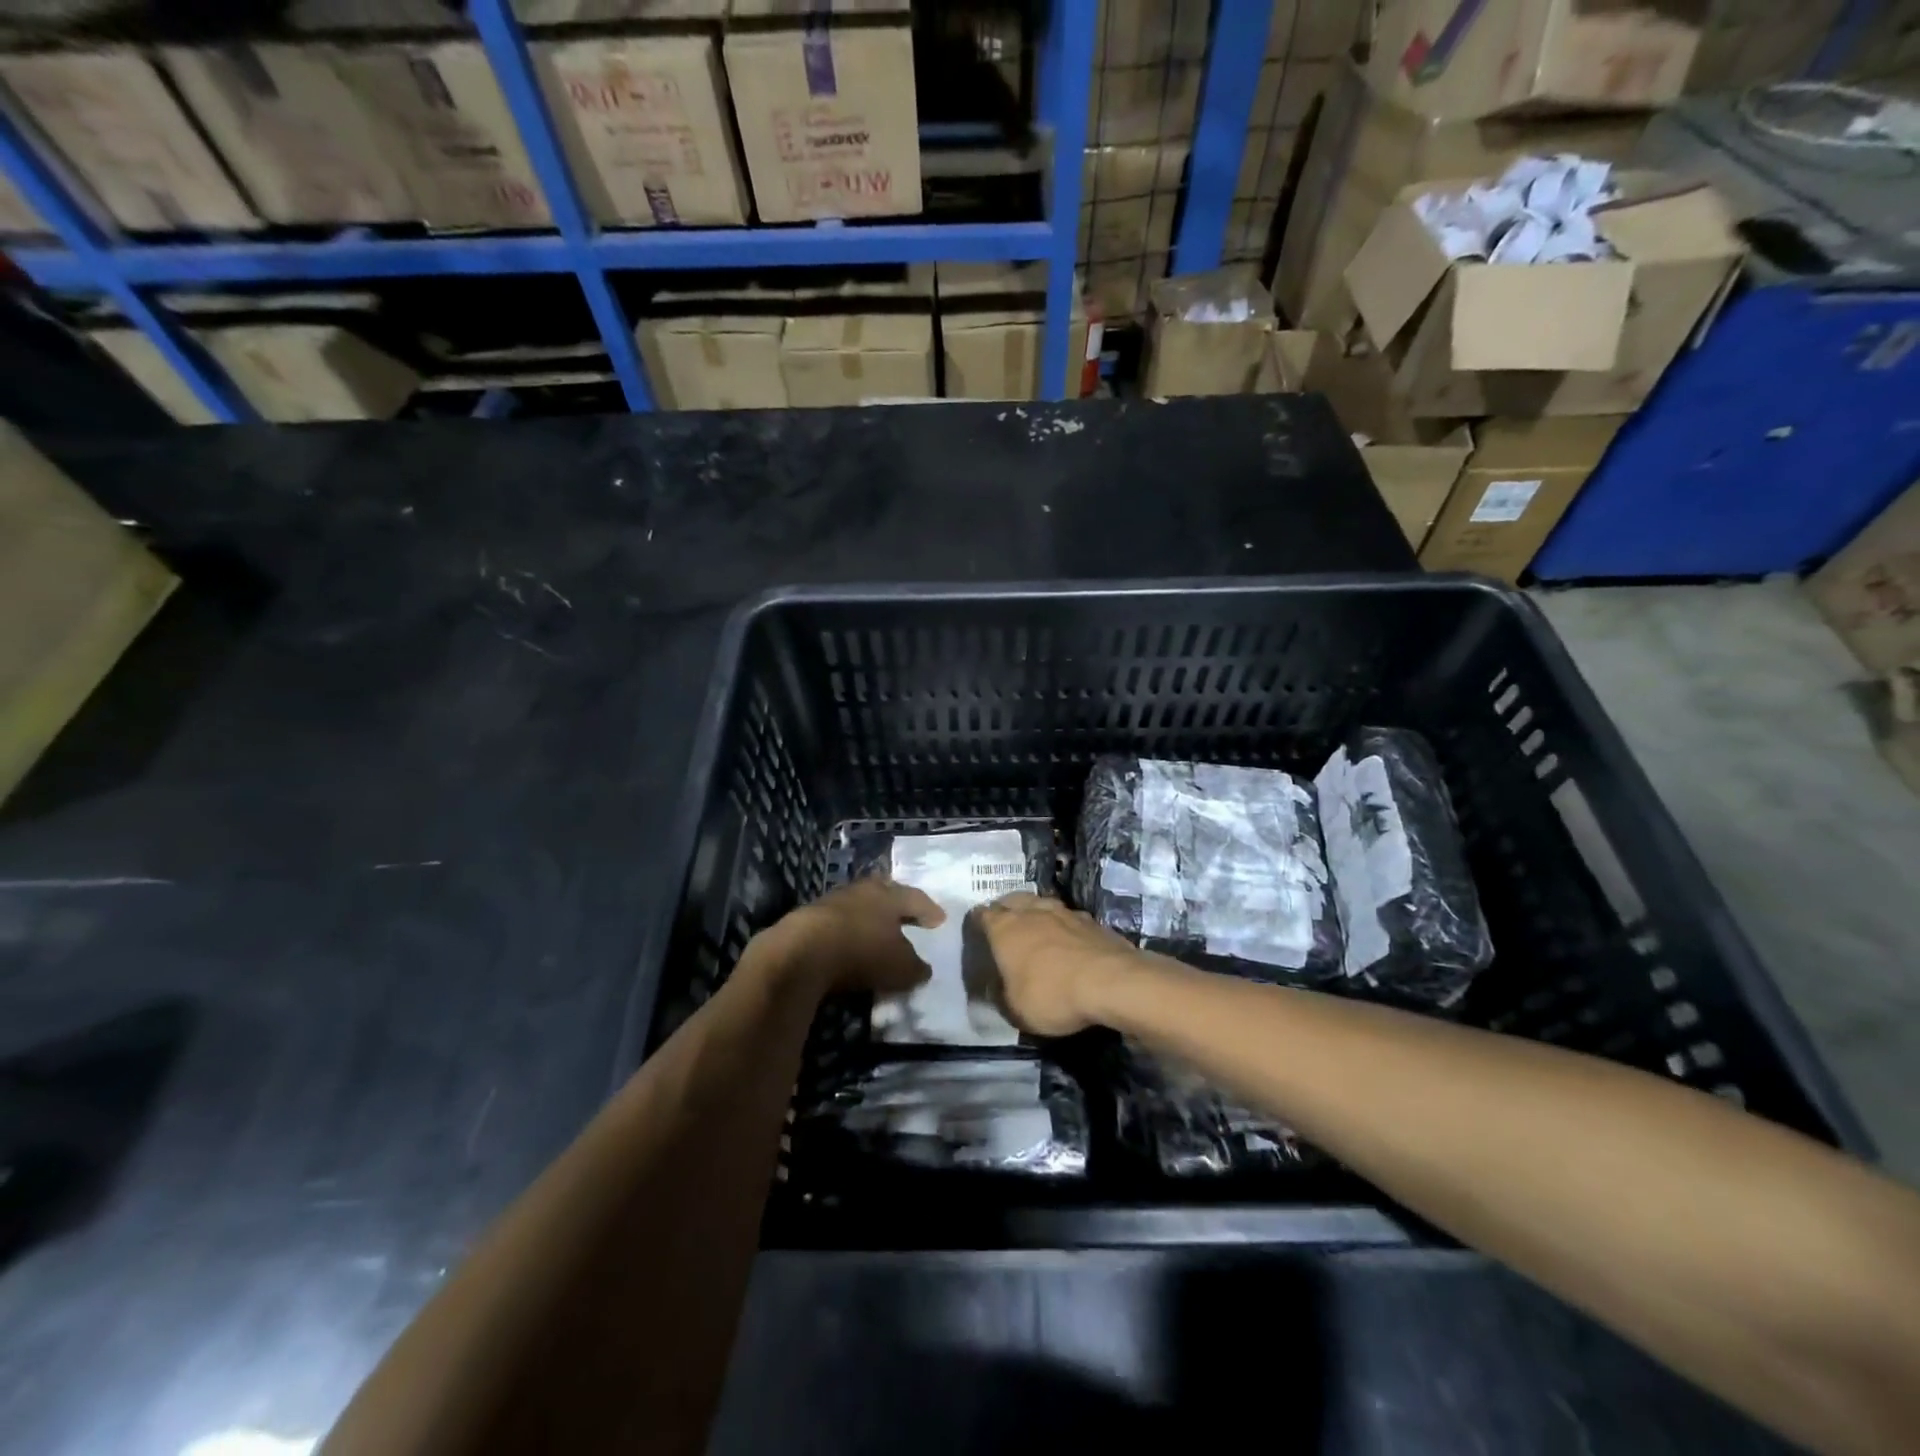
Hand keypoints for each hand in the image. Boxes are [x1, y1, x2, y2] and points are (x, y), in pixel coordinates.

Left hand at [763, 877, 944, 996]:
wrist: (802, 951)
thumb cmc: (862, 952)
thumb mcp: (899, 967)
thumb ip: (915, 968)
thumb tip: (923, 969)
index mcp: (889, 896)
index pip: (916, 898)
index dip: (929, 910)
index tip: (939, 920)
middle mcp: (863, 890)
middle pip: (884, 892)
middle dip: (896, 903)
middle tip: (907, 914)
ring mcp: (833, 900)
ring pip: (859, 904)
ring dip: (869, 917)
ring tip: (876, 931)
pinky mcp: (808, 916)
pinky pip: (837, 920)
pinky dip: (847, 930)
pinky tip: (848, 943)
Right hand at [970, 893, 1142, 1035]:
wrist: (1111, 982)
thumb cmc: (1052, 995)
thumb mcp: (1015, 1010)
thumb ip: (1000, 995)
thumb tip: (996, 987)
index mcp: (1005, 929)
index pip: (983, 915)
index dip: (978, 921)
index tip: (977, 930)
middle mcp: (1031, 912)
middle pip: (1012, 900)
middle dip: (1006, 909)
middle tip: (1005, 924)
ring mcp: (1064, 912)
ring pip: (1042, 904)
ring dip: (1036, 913)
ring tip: (1036, 927)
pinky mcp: (1092, 921)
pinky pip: (1069, 917)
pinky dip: (1063, 925)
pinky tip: (1068, 938)